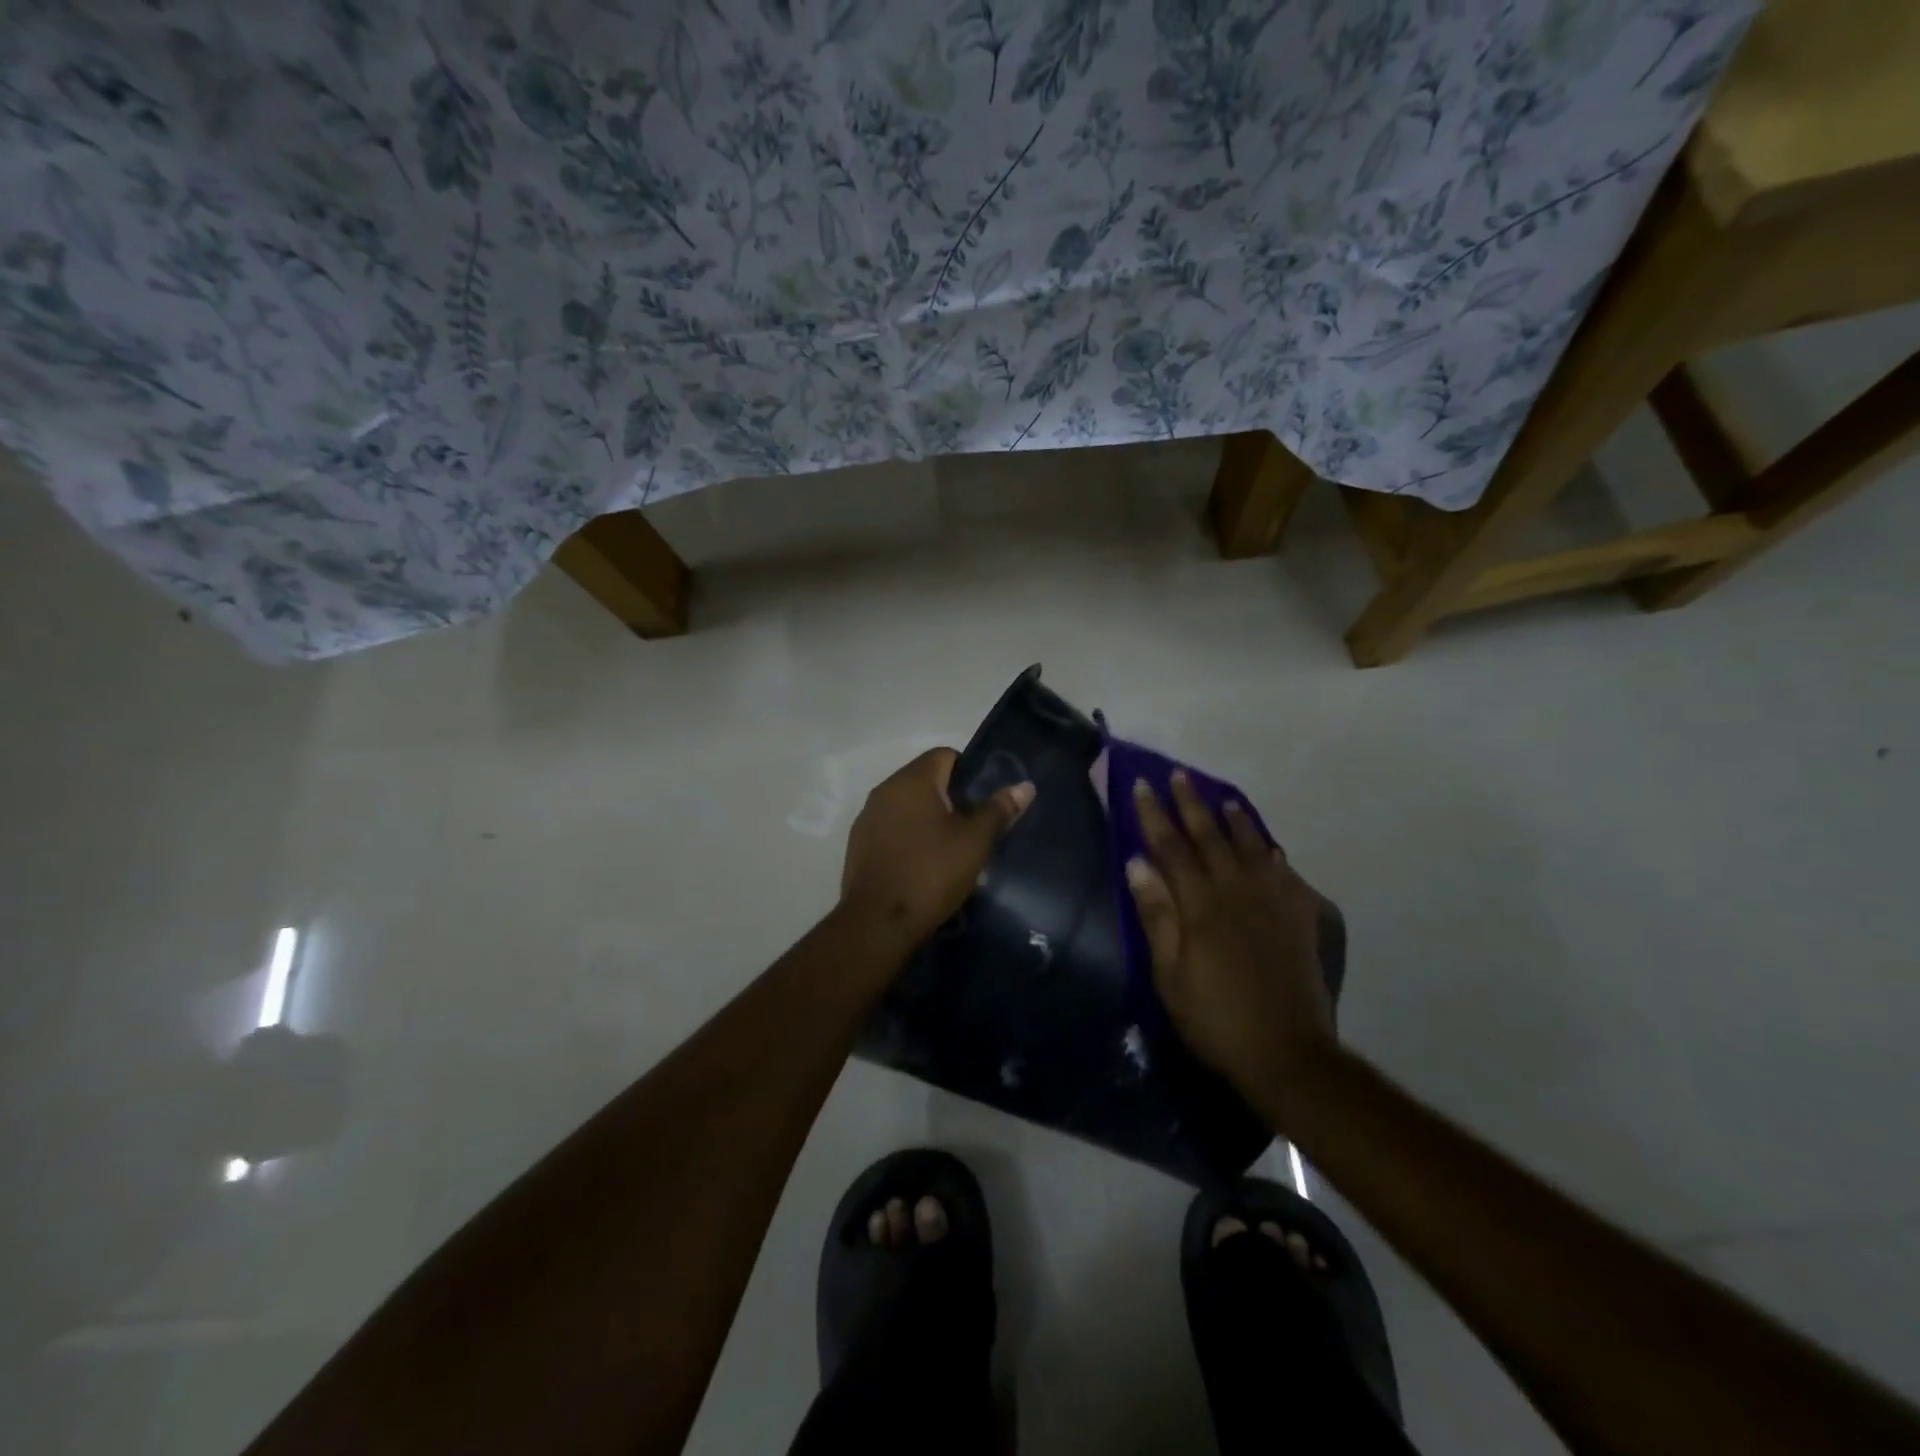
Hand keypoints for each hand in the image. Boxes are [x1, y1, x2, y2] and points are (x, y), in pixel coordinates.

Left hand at [840, 748, 1034, 947]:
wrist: (878, 924)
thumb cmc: (931, 873)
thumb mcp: (974, 842)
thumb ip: (998, 810)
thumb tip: (1024, 786)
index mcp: (911, 780)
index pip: (945, 754)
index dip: (969, 772)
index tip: (984, 801)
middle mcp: (884, 790)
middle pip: (925, 780)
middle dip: (951, 798)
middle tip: (974, 827)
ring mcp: (867, 818)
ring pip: (908, 806)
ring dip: (929, 819)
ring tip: (951, 849)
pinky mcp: (859, 845)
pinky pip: (892, 828)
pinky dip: (910, 837)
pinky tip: (924, 864)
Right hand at [1125, 773, 1335, 1125]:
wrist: (1286, 1051)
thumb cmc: (1214, 1015)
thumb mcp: (1169, 973)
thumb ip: (1156, 914)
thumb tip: (1136, 862)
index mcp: (1201, 904)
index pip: (1171, 846)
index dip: (1154, 814)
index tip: (1141, 785)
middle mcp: (1237, 890)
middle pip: (1210, 837)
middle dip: (1190, 804)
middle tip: (1178, 775)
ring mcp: (1272, 901)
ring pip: (1250, 846)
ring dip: (1234, 820)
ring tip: (1223, 798)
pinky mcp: (1297, 917)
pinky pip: (1283, 872)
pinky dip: (1270, 852)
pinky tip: (1267, 847)